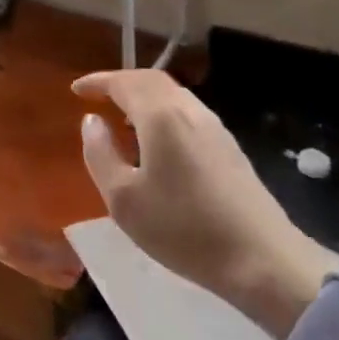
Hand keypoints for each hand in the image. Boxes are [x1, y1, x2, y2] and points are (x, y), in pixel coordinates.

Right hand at [72, 69, 335, 338]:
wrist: (262, 259)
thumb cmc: (183, 229)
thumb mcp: (123, 199)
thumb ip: (100, 154)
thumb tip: (92, 121)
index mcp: (161, 116)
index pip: (124, 82)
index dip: (98, 81)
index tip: (76, 89)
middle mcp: (189, 111)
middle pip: (151, 80)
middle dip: (121, 83)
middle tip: (97, 96)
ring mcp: (215, 127)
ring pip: (173, 95)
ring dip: (143, 97)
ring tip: (122, 117)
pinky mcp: (229, 147)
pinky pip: (187, 113)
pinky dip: (162, 112)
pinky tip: (156, 141)